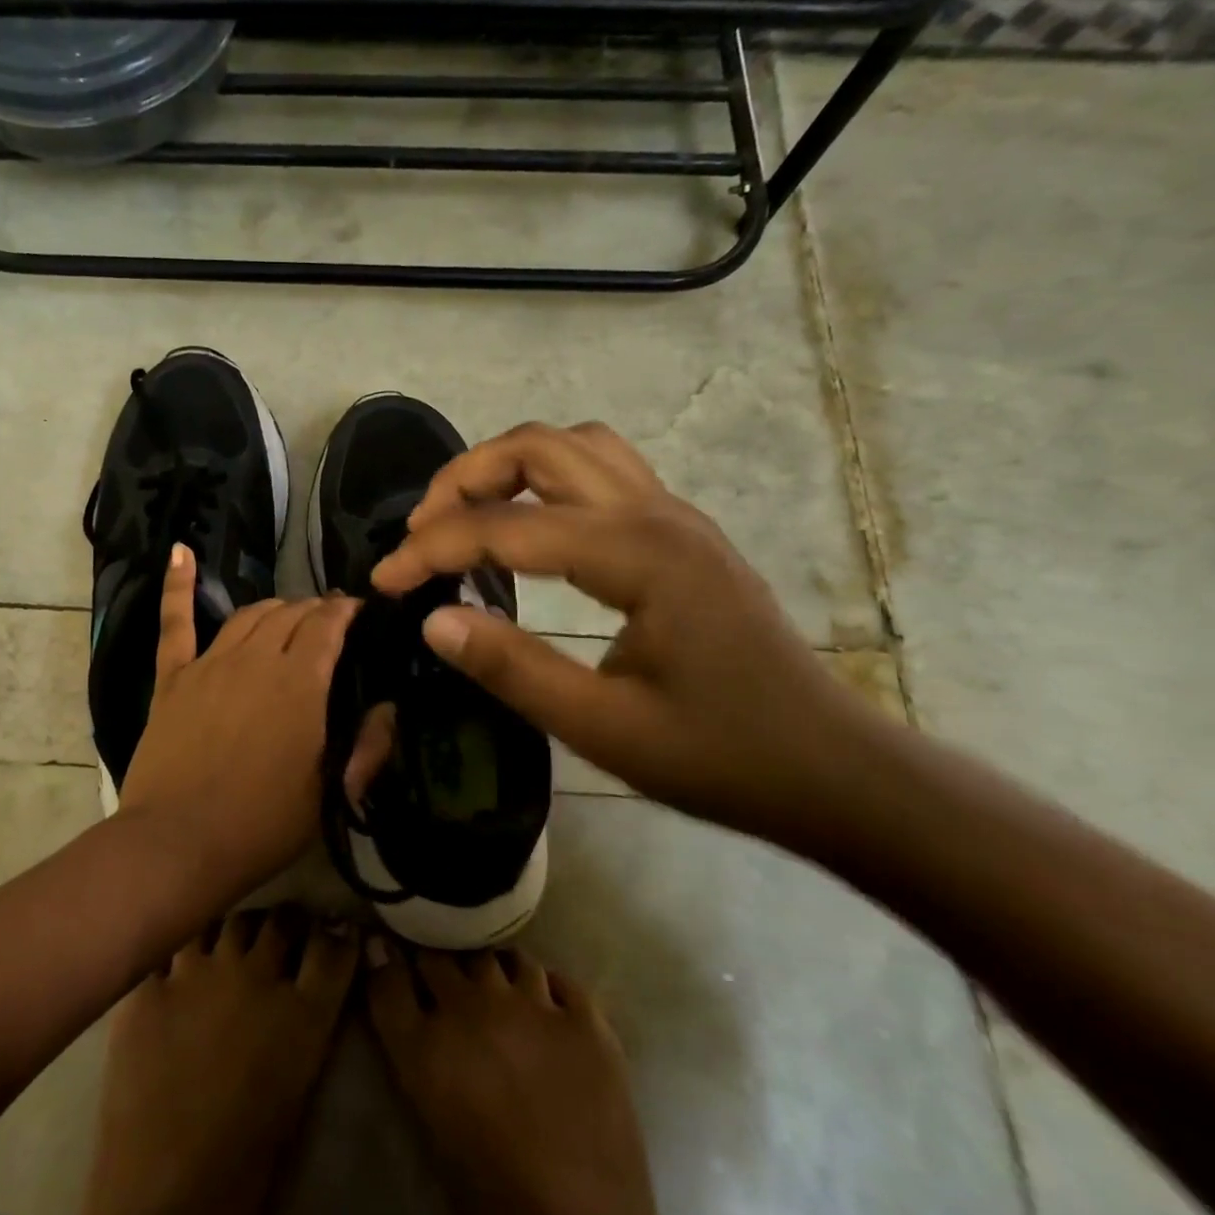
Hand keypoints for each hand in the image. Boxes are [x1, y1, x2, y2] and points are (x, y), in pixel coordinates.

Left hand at [120, 545, 361, 895]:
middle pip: (290, 614)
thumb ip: (367, 746)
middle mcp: (257, 659)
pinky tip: (180, 552)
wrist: (179, 844)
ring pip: (248, 614)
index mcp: (300, 684)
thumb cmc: (263, 824)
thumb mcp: (331, 793)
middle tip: (329, 617)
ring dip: (273, 606)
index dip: (346, 610)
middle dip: (315, 608)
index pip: (329, 626)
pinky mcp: (173, 677)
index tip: (360, 608)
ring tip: (288, 610)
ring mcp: (210, 663)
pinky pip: (175, 623)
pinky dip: (177, 585)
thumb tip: (388, 708)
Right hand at [369, 422, 889, 840]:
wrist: (831, 768)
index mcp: (638, 555)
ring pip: (572, 446)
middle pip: (539, 447)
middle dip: (464, 478)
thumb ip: (512, 669)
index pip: (506, 526)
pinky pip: (599, 469)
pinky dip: (544, 479)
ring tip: (463, 515)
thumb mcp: (603, 729)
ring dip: (506, 466)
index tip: (383, 582)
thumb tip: (433, 620)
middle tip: (421, 532)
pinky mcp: (679, 531)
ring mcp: (673, 514)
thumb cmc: (720, 755)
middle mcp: (655, 513)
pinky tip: (525, 525)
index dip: (432, 549)